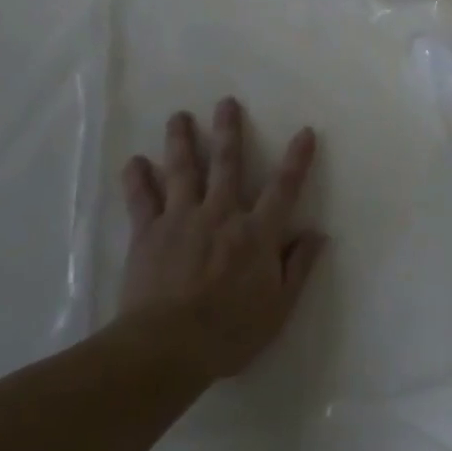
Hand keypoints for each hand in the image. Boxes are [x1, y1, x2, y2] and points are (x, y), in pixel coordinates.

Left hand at [117, 98, 326, 381]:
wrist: (166, 348)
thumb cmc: (229, 332)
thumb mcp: (278, 308)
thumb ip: (298, 267)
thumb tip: (318, 234)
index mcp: (256, 233)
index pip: (284, 188)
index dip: (297, 159)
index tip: (305, 132)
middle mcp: (221, 214)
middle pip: (227, 164)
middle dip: (228, 131)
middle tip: (225, 102)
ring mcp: (182, 219)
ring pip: (182, 170)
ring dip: (181, 140)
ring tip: (179, 116)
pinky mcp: (148, 233)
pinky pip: (142, 200)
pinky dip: (137, 179)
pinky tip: (133, 161)